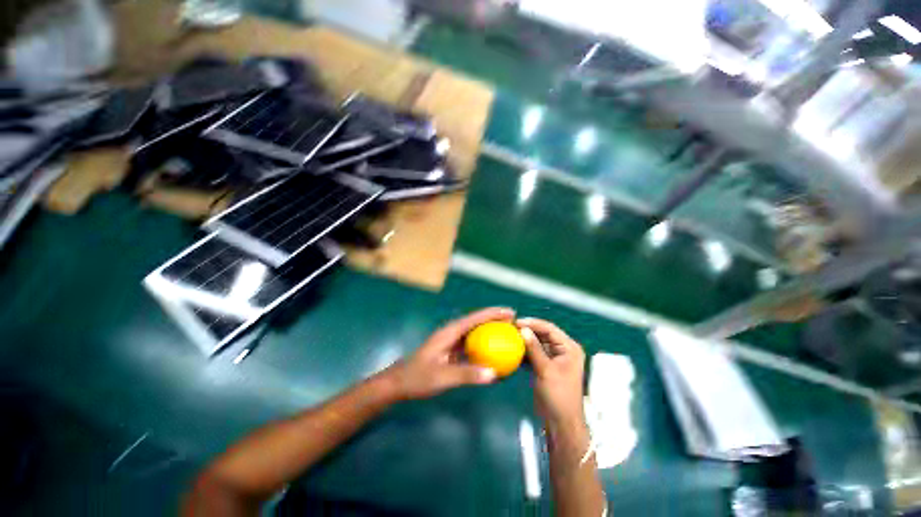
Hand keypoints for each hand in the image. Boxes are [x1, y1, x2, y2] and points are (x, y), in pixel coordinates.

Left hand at [384, 307, 513, 399]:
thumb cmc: (418, 377)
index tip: (510, 312)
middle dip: (494, 319)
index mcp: (450, 332)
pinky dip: (483, 345)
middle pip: (477, 322)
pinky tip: (492, 352)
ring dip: (490, 331)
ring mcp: (451, 342)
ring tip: (507, 333)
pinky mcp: (450, 351)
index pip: (475, 318)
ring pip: (474, 332)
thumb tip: (494, 373)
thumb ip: (467, 374)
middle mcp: (452, 333)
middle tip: (514, 322)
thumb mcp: (442, 377)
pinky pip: (470, 344)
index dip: (493, 313)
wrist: (399, 383)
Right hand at [518, 318, 585, 427]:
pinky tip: (513, 350)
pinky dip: (525, 352)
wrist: (560, 422)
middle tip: (510, 328)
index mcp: (569, 348)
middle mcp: (562, 350)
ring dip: (525, 341)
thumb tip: (523, 329)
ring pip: (537, 343)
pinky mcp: (545, 366)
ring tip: (509, 337)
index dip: (533, 323)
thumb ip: (534, 348)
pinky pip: (534, 353)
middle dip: (527, 331)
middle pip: (543, 334)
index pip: (550, 328)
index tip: (516, 322)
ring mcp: (554, 358)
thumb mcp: (546, 370)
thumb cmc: (558, 395)